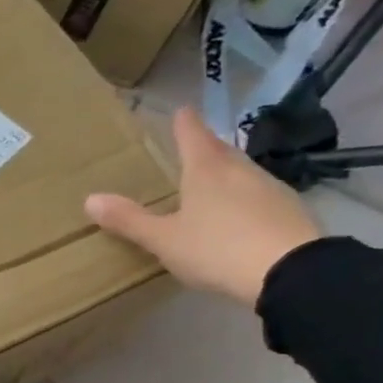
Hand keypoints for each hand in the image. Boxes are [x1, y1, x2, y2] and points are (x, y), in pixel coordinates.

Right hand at [84, 106, 321, 307]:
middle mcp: (239, 170)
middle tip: (191, 147)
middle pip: (219, 150)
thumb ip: (129, 220)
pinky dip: (244, 198)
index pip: (192, 134)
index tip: (181, 109)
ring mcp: (270, 188)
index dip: (184, 122)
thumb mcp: (164, 240)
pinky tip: (239, 215)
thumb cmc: (217, 249)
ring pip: (241, 171)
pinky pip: (259, 195)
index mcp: (206, 170)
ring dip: (226, 173)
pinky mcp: (290, 210)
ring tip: (211, 183)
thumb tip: (90, 199)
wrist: (292, 272)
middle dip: (205, 146)